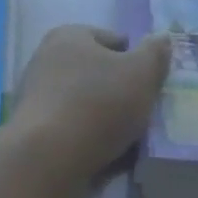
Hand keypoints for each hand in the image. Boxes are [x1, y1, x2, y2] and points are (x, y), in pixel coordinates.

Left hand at [7, 26, 170, 186]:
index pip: (113, 40)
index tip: (152, 83)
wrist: (48, 161)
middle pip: (99, 74)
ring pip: (89, 106)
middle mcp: (47, 61)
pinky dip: (94, 142)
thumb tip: (162, 38)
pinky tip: (113, 158)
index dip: (137, 59)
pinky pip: (76, 133)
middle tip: (147, 112)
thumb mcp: (141, 72)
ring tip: (135, 141)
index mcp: (68, 36)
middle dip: (122, 92)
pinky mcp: (36, 135)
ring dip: (110, 121)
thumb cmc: (98, 103)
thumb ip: (155, 53)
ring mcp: (37, 100)